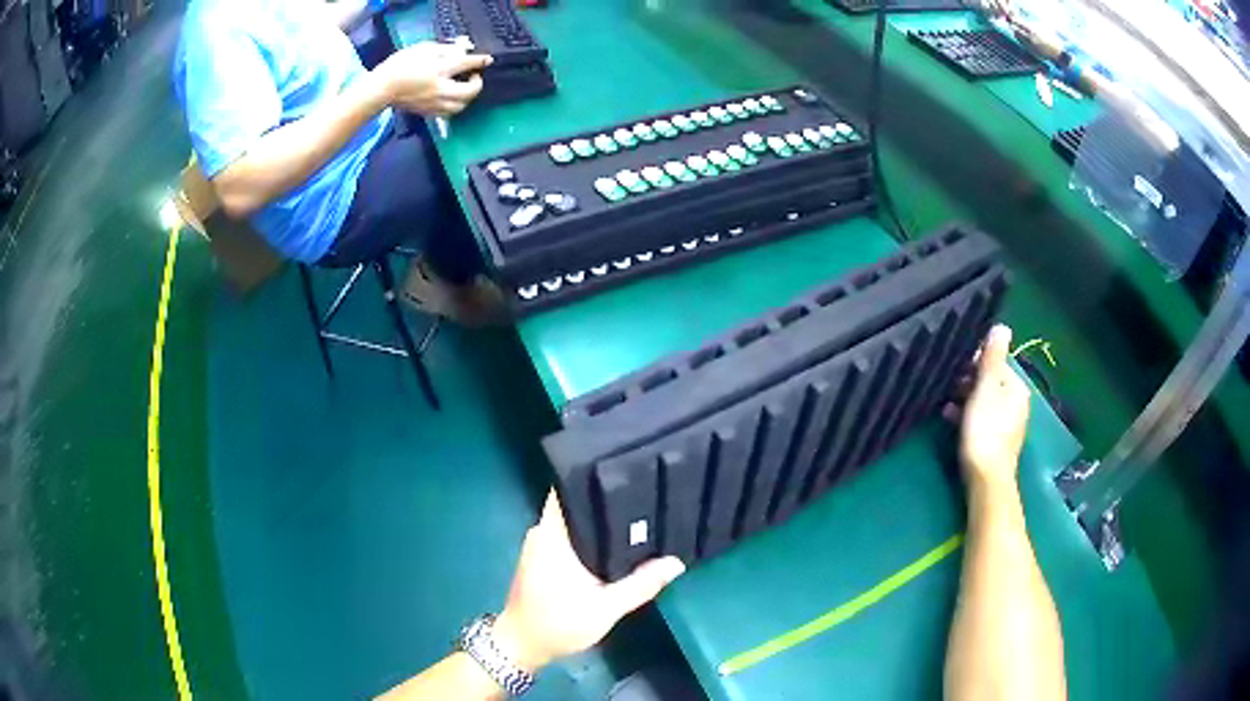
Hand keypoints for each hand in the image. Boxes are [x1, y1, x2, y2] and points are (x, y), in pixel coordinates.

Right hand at [373, 41, 492, 116]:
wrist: (381, 88)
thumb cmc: (400, 64)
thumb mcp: (423, 48)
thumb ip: (444, 49)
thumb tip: (461, 51)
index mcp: (439, 69)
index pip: (467, 64)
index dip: (480, 61)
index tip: (488, 60)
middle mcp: (440, 88)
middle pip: (469, 91)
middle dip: (477, 84)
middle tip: (474, 76)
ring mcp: (434, 103)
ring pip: (461, 106)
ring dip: (467, 97)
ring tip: (464, 88)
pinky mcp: (428, 112)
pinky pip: (449, 113)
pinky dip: (456, 106)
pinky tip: (453, 99)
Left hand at [493, 492, 685, 672]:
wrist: (523, 646)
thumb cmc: (559, 624)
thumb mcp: (605, 608)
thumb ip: (640, 584)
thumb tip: (676, 562)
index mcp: (552, 535)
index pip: (568, 489)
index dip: (593, 476)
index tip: (626, 471)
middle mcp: (542, 532)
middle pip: (574, 503)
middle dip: (604, 499)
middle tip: (644, 494)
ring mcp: (539, 544)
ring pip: (572, 520)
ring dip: (597, 520)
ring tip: (636, 514)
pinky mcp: (541, 557)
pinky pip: (568, 535)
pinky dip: (588, 536)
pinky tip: (614, 542)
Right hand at [948, 325, 1030, 492]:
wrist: (986, 479)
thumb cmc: (985, 430)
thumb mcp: (986, 389)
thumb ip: (993, 358)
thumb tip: (1002, 326)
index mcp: (1017, 388)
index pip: (996, 363)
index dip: (975, 362)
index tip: (954, 366)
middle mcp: (1016, 403)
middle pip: (990, 383)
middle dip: (968, 381)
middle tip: (945, 384)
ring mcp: (1007, 424)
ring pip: (984, 402)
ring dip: (964, 399)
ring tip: (943, 402)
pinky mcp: (996, 442)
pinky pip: (981, 419)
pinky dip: (966, 416)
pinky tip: (949, 419)